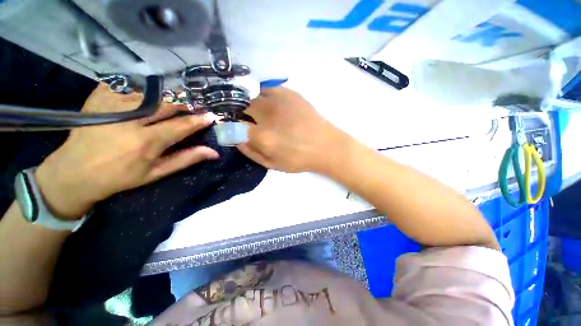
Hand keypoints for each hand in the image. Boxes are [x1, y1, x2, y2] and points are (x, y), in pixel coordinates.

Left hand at [35, 84, 217, 219]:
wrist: (74, 172)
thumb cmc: (119, 177)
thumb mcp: (156, 173)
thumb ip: (186, 159)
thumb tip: (213, 152)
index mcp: (146, 142)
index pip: (181, 125)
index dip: (199, 120)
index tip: (211, 116)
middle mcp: (130, 121)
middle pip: (167, 104)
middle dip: (185, 104)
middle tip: (193, 107)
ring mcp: (112, 106)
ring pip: (150, 93)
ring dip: (167, 97)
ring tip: (173, 102)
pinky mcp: (99, 98)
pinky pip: (128, 85)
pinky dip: (143, 89)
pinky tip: (147, 96)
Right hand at [237, 87, 346, 172]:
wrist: (326, 146)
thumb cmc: (299, 159)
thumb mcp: (272, 164)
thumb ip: (251, 152)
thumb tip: (235, 138)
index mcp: (263, 136)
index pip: (234, 126)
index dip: (229, 126)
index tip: (232, 128)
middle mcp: (268, 114)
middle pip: (242, 105)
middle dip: (239, 112)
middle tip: (247, 120)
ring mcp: (280, 100)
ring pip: (254, 94)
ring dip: (251, 103)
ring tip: (259, 113)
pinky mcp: (291, 93)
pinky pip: (268, 89)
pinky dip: (264, 95)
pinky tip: (270, 104)